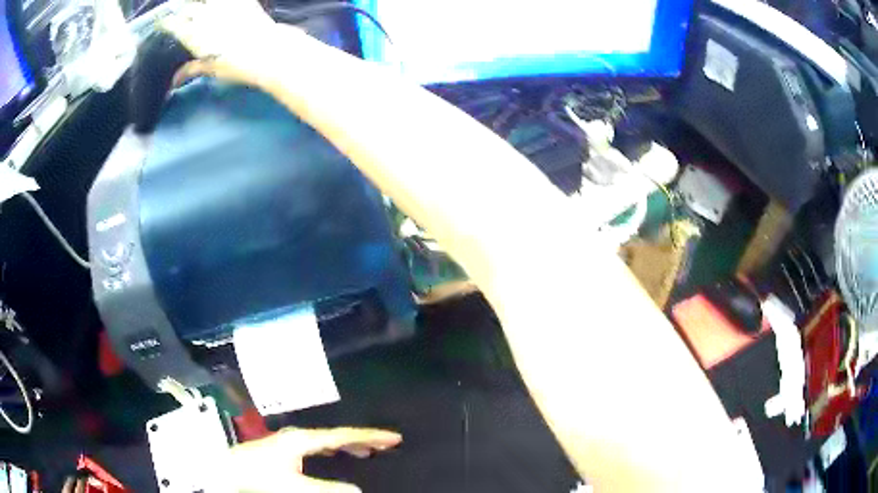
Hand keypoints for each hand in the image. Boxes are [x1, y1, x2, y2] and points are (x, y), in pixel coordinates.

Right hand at [159, 0, 310, 87]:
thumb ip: (191, 69)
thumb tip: (174, 81)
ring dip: (199, 3)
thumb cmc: (235, 64)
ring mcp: (224, 5)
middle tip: (178, 11)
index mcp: (193, 33)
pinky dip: (222, 2)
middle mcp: (205, 15)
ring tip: (198, 7)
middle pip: (188, 7)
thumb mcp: (210, 68)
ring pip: (206, 0)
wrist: (266, 50)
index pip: (173, 24)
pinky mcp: (242, 1)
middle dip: (181, 9)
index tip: (163, 22)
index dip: (167, 22)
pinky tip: (221, 5)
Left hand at [228, 427, 401, 491]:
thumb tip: (358, 489)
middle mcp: (298, 435)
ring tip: (366, 450)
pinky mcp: (283, 448)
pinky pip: (317, 445)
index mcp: (303, 439)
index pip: (344, 435)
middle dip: (362, 439)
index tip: (394, 437)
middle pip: (337, 434)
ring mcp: (289, 440)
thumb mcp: (296, 488)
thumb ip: (328, 489)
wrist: (226, 471)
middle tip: (386, 444)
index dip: (370, 436)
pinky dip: (332, 449)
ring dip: (348, 445)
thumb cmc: (259, 478)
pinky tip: (333, 453)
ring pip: (326, 440)